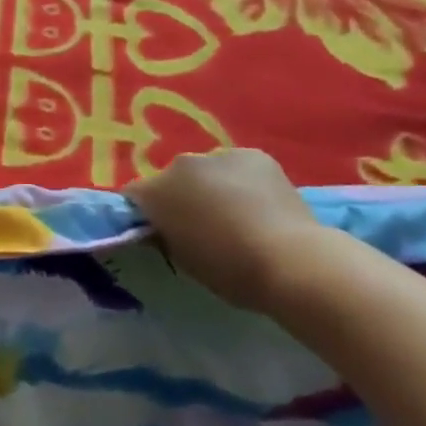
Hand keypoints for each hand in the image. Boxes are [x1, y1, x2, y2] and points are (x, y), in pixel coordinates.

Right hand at [127, 149, 329, 310]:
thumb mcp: (184, 261)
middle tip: (203, 226)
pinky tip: (262, 205)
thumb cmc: (230, 270)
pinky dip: (243, 182)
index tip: (160, 232)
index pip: (135, 196)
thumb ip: (166, 236)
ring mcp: (218, 155)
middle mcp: (180, 165)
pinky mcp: (254, 154)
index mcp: (155, 192)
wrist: (290, 260)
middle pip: (172, 180)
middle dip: (182, 198)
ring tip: (238, 215)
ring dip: (213, 187)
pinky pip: (238, 167)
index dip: (146, 214)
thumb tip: (164, 228)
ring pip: (207, 171)